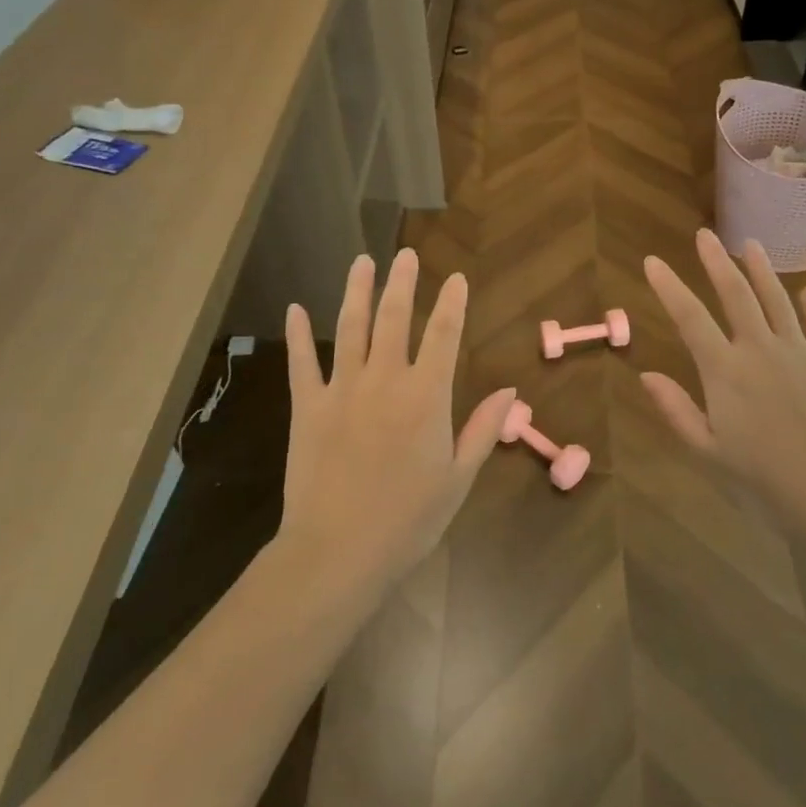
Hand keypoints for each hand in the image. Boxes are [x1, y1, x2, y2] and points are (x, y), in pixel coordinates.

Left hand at [279, 249, 514, 592]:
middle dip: (402, 282)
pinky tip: (295, 309)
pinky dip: (298, 335)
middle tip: (406, 254)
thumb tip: (510, 391)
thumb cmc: (407, 520)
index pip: (444, 336)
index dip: (452, 304)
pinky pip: (301, 363)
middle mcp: (384, 381)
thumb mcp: (457, 478)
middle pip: (394, 318)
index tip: (456, 278)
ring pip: (350, 329)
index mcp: (426, 397)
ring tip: (363, 262)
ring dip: (357, 291)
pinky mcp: (307, 408)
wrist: (337, 552)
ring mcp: (342, 390)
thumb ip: (483, 429)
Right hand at [641, 230, 805, 524]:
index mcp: (724, 370)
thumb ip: (676, 409)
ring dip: (761, 270)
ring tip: (752, 245)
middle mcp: (759, 348)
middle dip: (716, 261)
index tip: (653, 261)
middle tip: (704, 235)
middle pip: (735, 293)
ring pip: (777, 299)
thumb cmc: (762, 475)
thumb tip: (645, 376)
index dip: (669, 287)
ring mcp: (798, 350)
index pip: (690, 317)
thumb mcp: (707, 449)